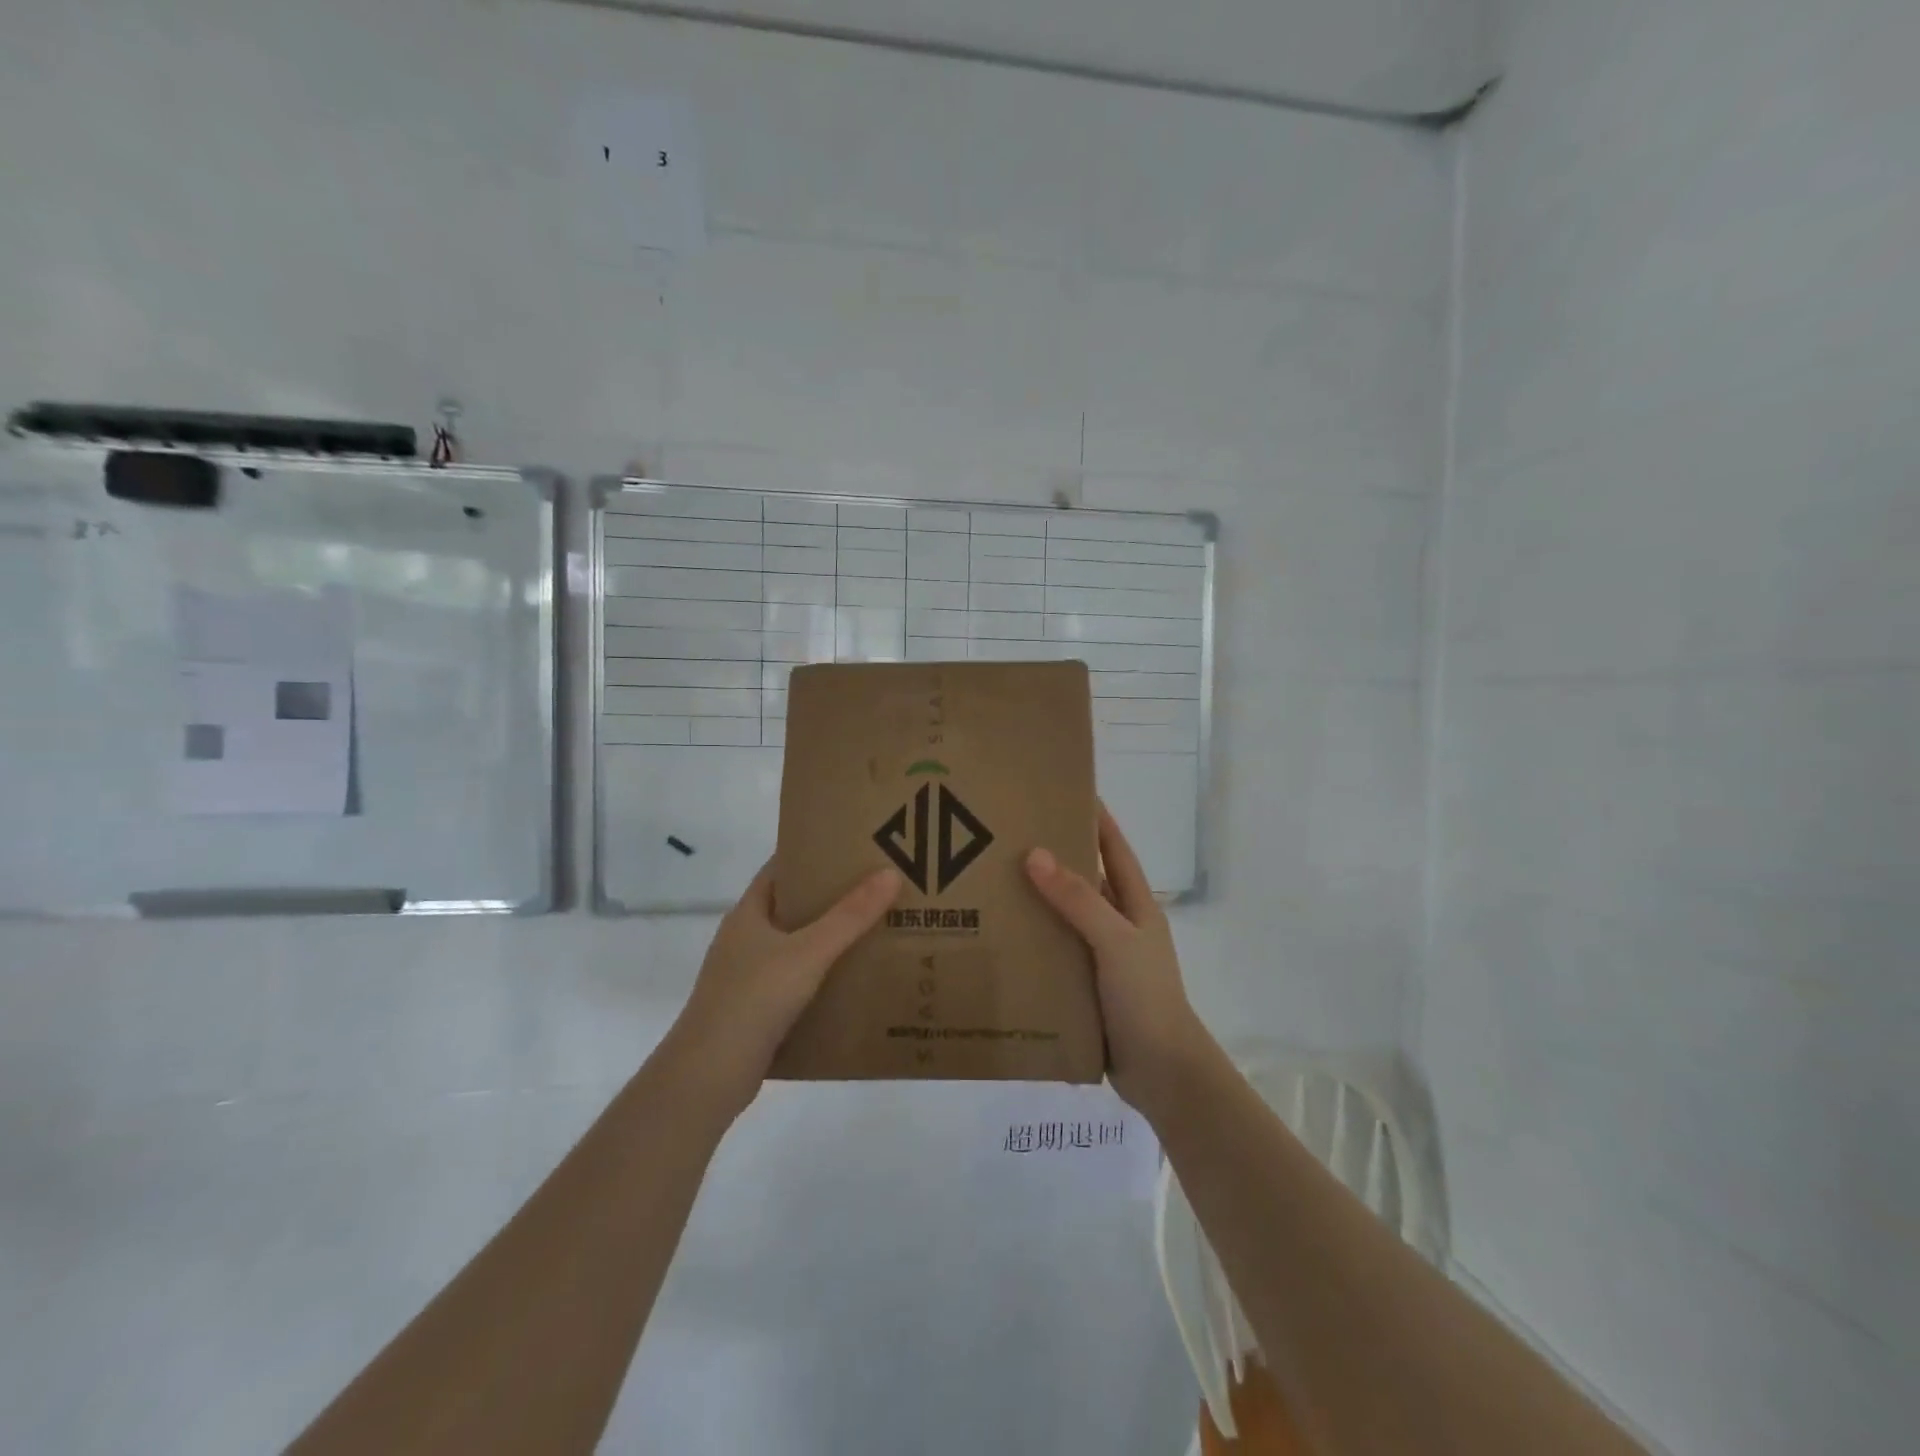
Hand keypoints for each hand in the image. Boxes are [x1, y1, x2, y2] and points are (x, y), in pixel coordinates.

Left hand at [666, 863, 899, 1111]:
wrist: (709, 1076)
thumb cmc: (754, 999)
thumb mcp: (809, 952)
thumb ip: (850, 916)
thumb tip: (890, 874)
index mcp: (747, 914)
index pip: (779, 870)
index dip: (812, 857)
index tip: (852, 851)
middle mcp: (743, 940)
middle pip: (790, 908)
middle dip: (829, 900)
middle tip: (874, 891)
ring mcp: (745, 977)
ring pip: (793, 948)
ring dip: (827, 941)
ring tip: (873, 933)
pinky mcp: (754, 1011)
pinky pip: (793, 983)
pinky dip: (819, 978)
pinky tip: (850, 983)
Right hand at [1025, 805, 1207, 1113]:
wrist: (1162, 1072)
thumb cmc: (1145, 996)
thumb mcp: (1115, 940)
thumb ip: (1078, 899)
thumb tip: (1036, 853)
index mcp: (1135, 905)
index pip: (1115, 849)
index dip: (1096, 819)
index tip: (1067, 790)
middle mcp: (1119, 925)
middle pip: (1086, 881)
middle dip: (1054, 858)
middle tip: (1009, 836)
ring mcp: (1103, 957)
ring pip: (1067, 918)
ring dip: (1039, 902)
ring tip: (994, 882)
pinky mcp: (1087, 986)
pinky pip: (1057, 952)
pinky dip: (1035, 942)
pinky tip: (1002, 938)